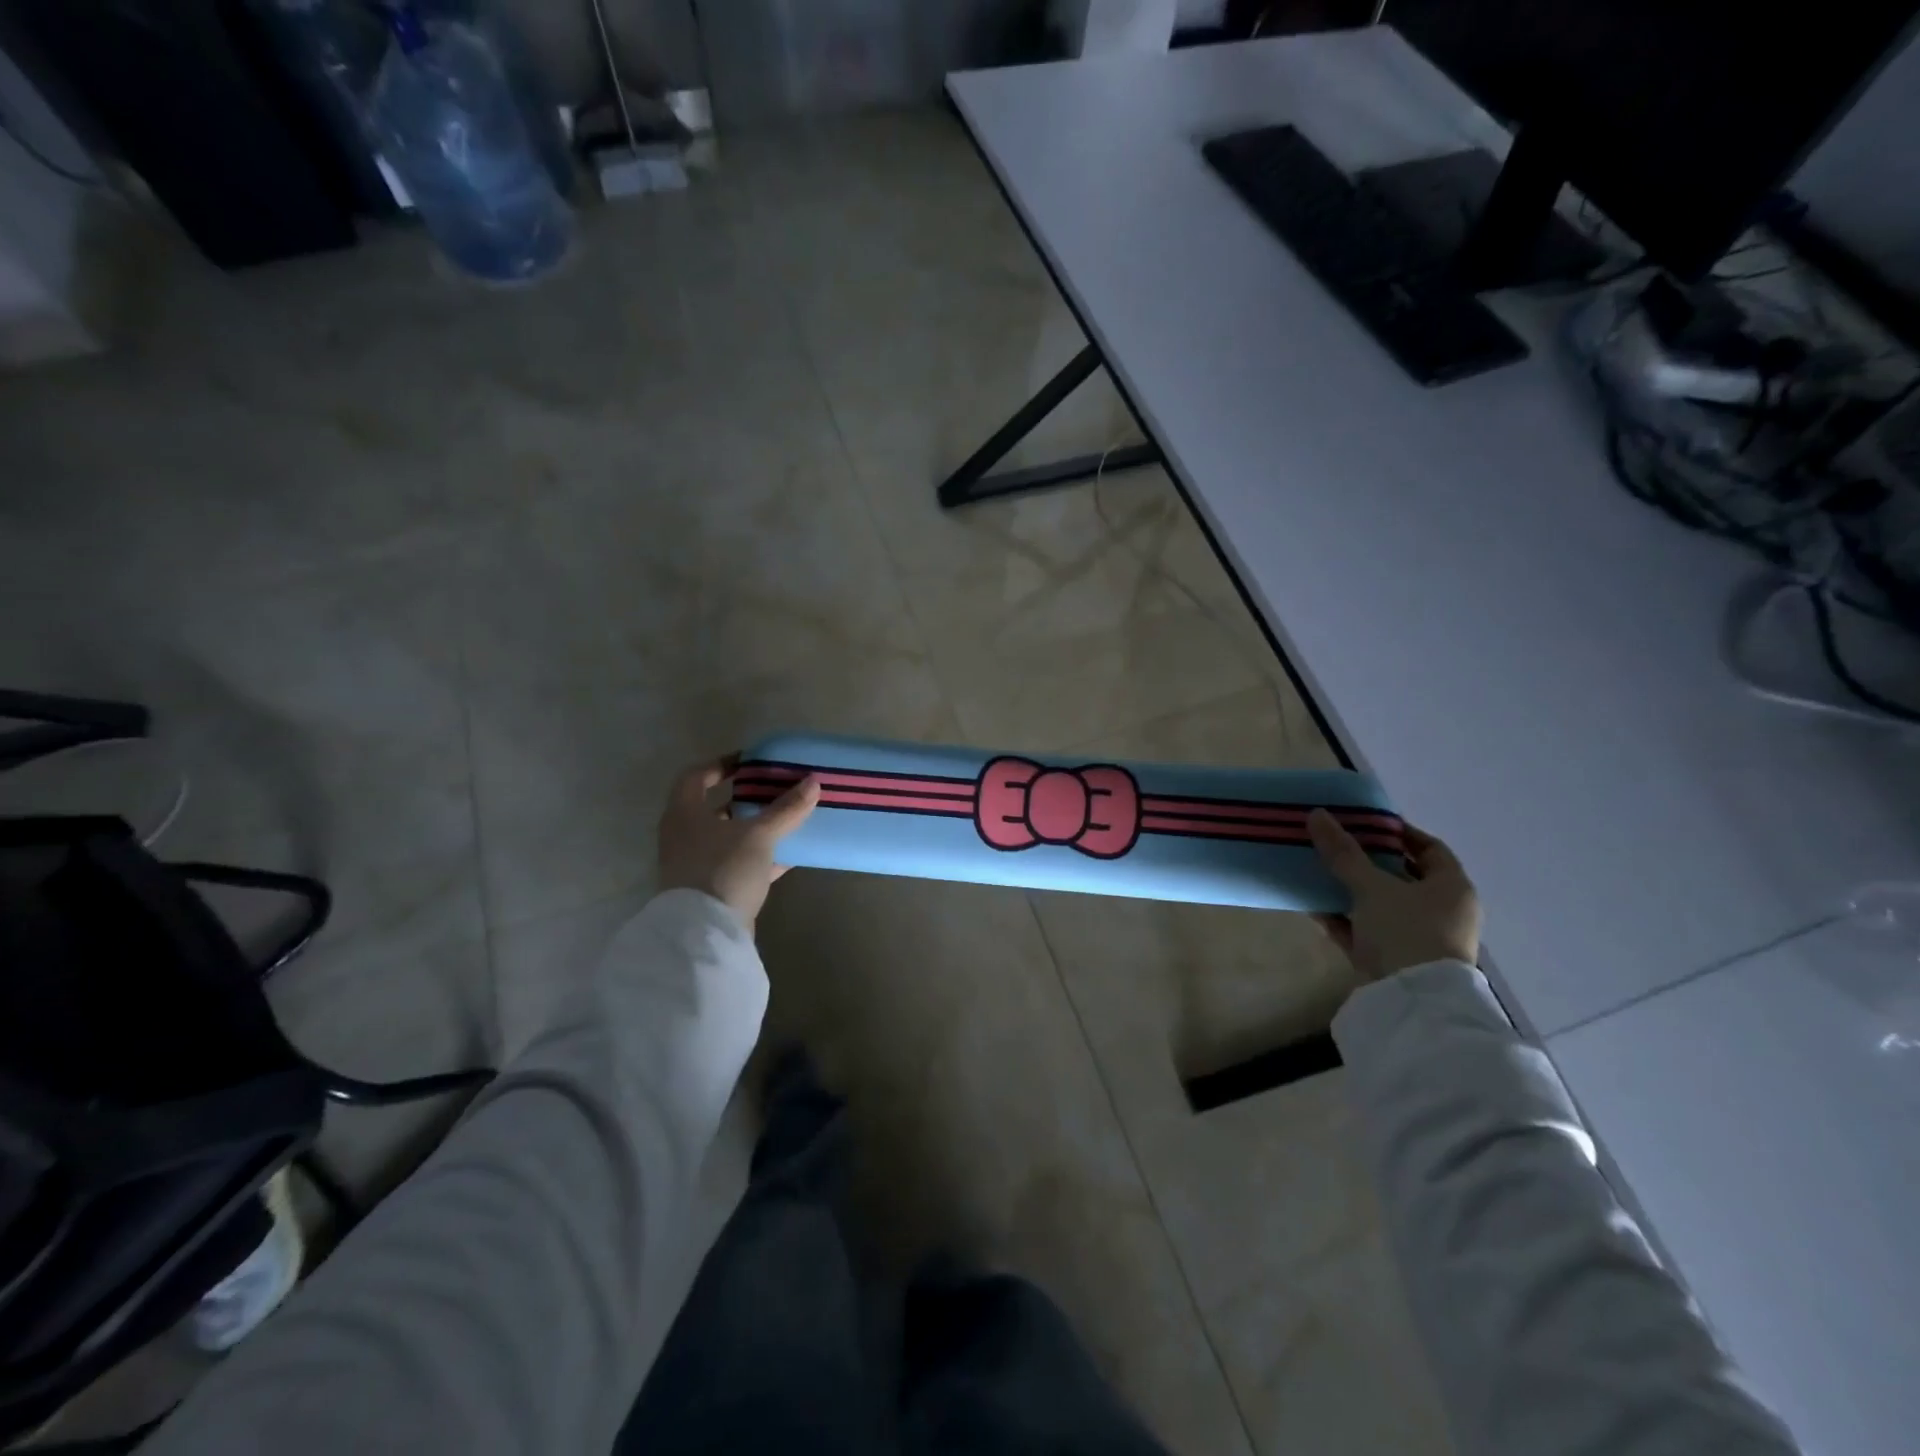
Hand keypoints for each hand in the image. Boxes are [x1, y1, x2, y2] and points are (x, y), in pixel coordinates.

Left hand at [658, 757, 819, 929]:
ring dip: (755, 829)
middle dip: (746, 799)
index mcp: (684, 814)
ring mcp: (696, 865)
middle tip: (775, 790)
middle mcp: (684, 836)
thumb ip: (786, 809)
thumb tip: (813, 782)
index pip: (696, 776)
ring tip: (787, 819)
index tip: (751, 762)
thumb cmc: (724, 869)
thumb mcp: (759, 835)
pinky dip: (761, 857)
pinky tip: (789, 855)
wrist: (705, 932)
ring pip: (729, 838)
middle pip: (715, 808)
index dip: (721, 764)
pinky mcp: (712, 889)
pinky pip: (738, 864)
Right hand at [1308, 810, 1480, 981]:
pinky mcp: (1395, 960)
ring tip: (1319, 872)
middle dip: (1368, 861)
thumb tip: (1318, 814)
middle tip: (1336, 845)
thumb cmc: (1406, 931)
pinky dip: (1345, 919)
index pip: (1430, 848)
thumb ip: (1343, 853)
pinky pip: (1367, 930)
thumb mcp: (1371, 887)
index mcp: (1452, 888)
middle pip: (1402, 876)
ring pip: (1382, 904)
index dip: (1399, 832)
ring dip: (1352, 890)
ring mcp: (1419, 938)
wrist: (1413, 1002)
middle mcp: (1442, 911)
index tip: (1365, 823)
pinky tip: (1315, 907)